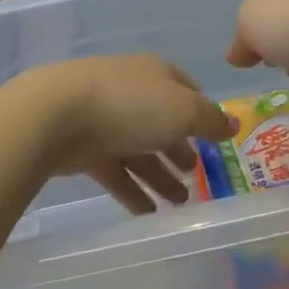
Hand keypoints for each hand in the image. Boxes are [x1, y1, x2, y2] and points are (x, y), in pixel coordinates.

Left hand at [16, 56, 234, 214]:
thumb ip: (210, 121)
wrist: (55, 115)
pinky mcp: (84, 148)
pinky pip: (115, 171)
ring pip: (139, 150)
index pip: (187, 90)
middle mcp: (131, 92)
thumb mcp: (183, 110)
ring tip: (179, 204)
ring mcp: (105, 119)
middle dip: (180, 150)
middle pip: (162, 123)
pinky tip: (148, 213)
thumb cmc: (129, 105)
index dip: (203, 114)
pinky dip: (132, 190)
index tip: (216, 140)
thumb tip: (232, 124)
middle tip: (198, 177)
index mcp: (156, 74)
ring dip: (160, 176)